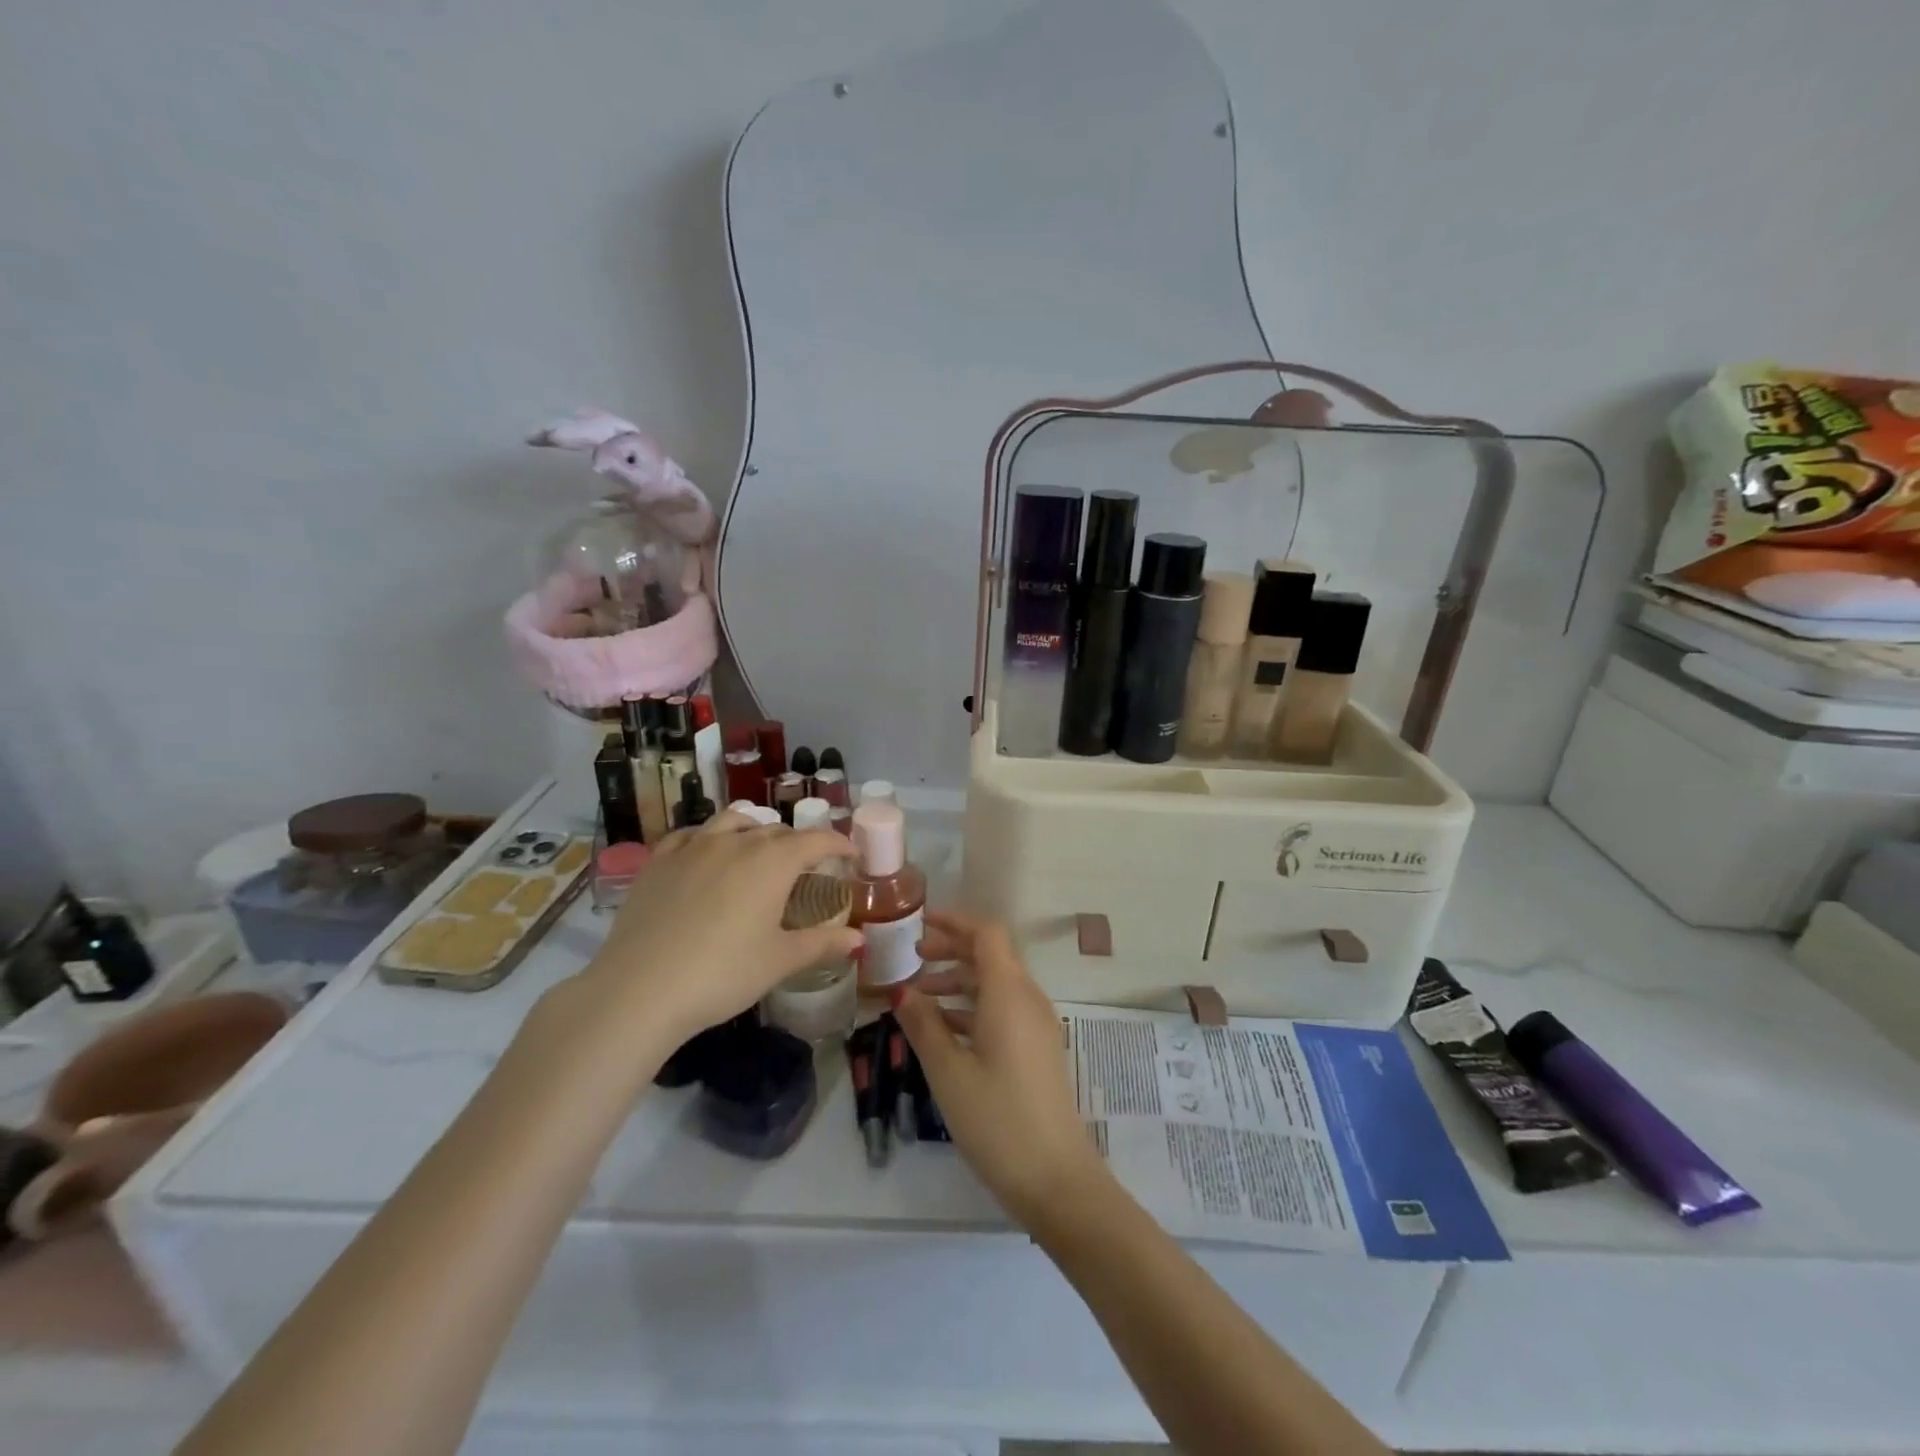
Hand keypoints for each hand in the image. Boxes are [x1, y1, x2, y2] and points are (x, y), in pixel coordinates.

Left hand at [579, 811, 858, 1046]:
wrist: (640, 990)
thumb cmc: (722, 974)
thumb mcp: (780, 961)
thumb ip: (822, 943)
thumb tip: (859, 940)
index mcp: (772, 862)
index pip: (816, 840)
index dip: (838, 844)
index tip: (851, 854)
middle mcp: (736, 842)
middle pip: (776, 831)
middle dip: (798, 844)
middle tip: (806, 869)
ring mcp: (693, 847)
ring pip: (733, 822)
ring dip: (754, 830)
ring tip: (758, 850)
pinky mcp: (659, 860)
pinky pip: (691, 834)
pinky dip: (709, 836)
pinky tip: (707, 853)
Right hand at [894, 910, 1112, 1230]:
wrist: (1056, 1179)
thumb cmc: (997, 1120)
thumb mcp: (949, 1072)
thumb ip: (924, 1024)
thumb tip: (901, 990)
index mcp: (1009, 993)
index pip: (986, 934)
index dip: (954, 922)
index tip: (920, 924)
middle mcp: (1028, 999)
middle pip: (991, 955)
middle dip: (953, 949)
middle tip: (913, 957)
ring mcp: (1037, 1025)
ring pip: (996, 983)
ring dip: (960, 980)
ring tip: (919, 995)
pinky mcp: (1037, 1048)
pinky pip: (1003, 1009)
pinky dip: (973, 1007)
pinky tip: (943, 1028)